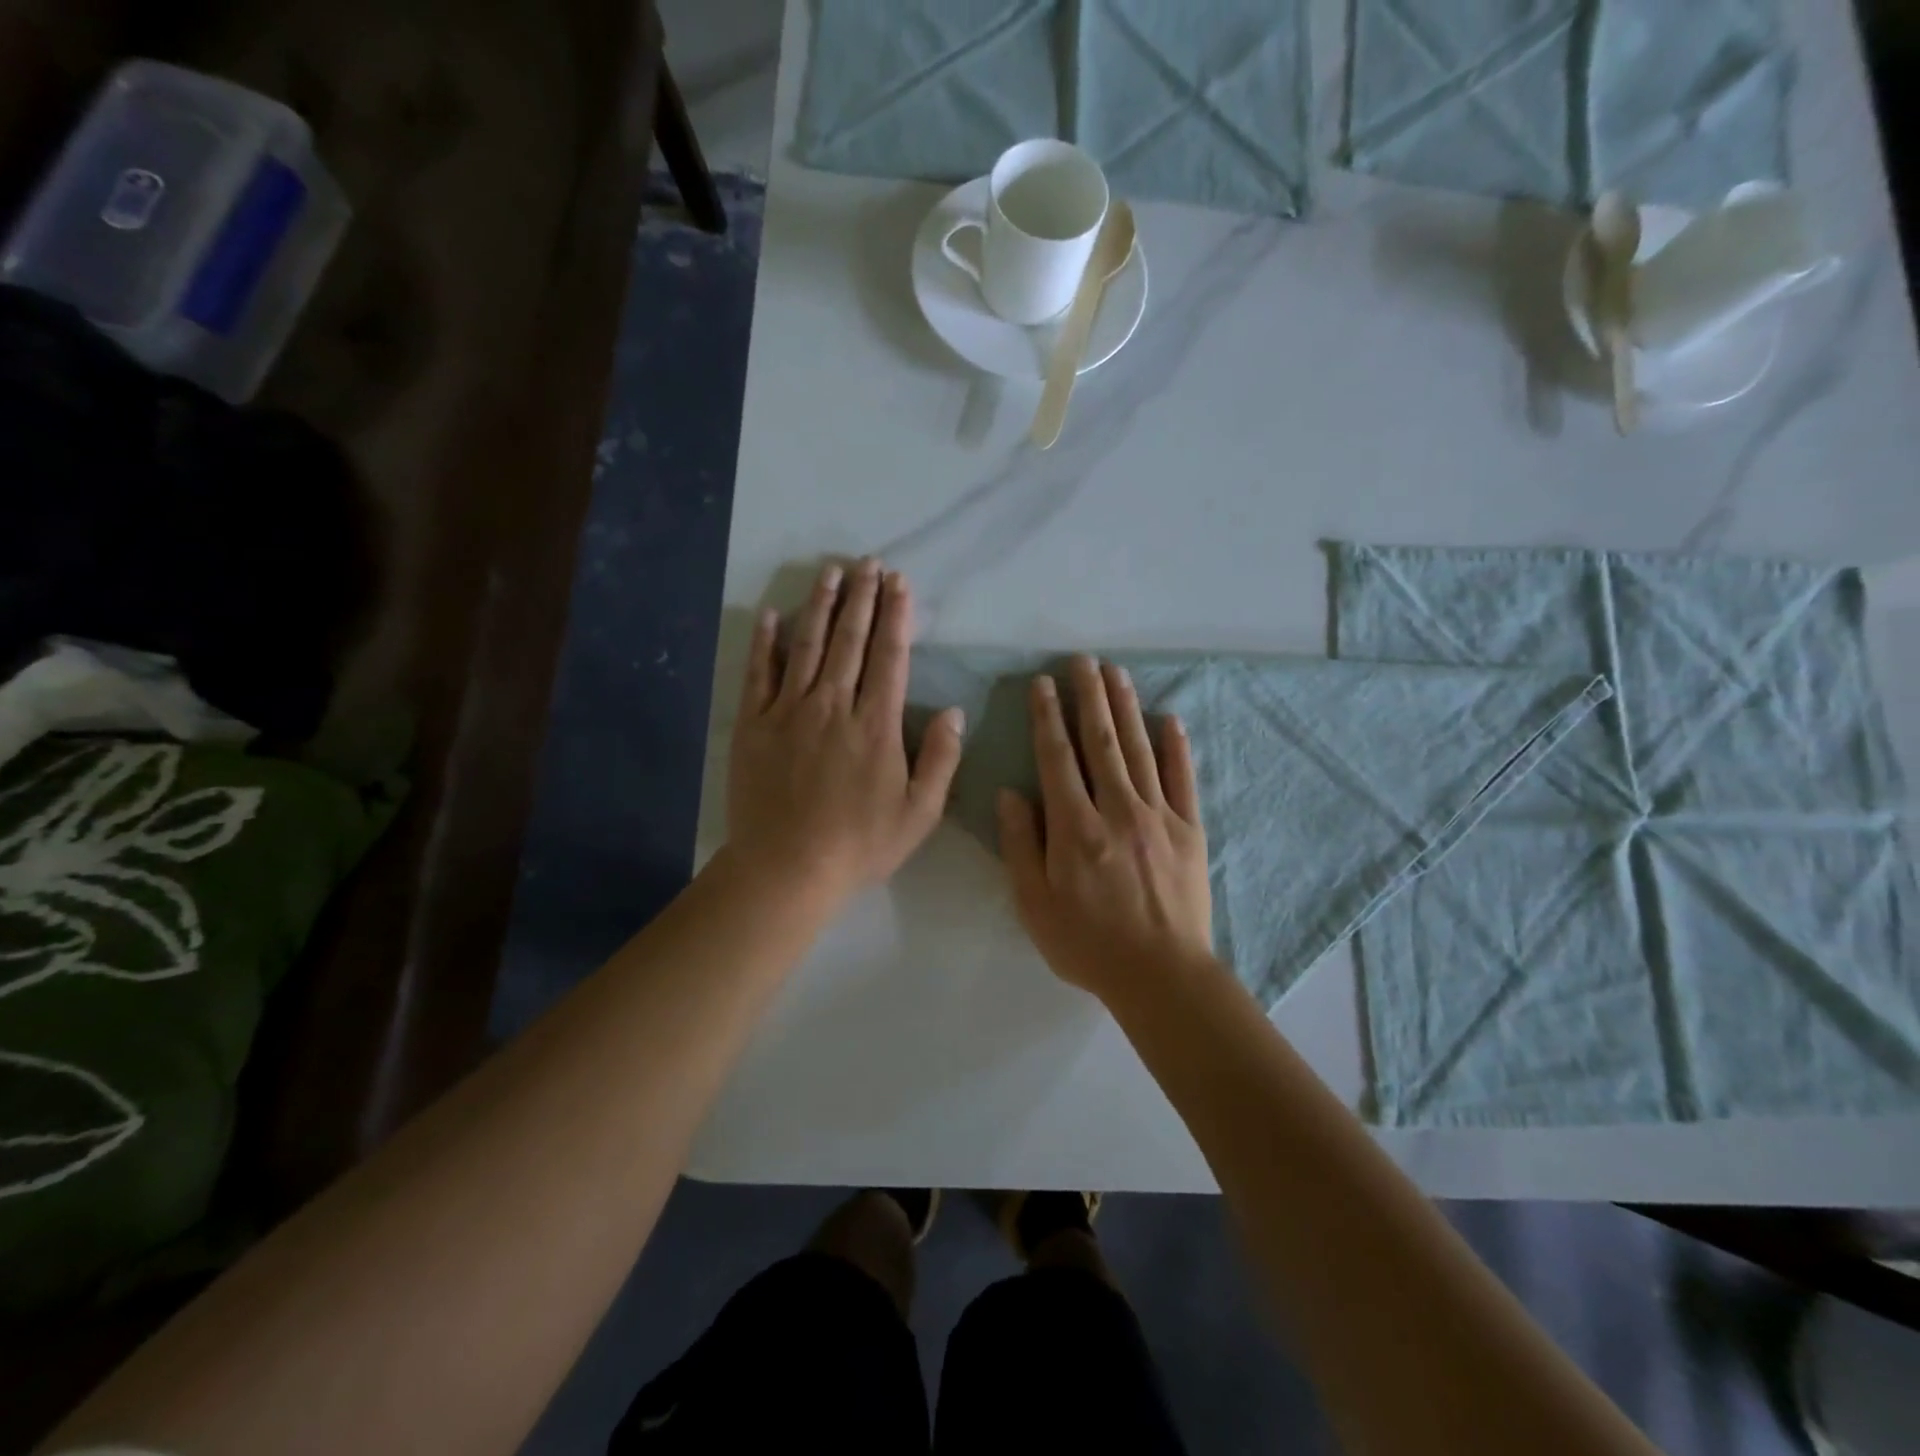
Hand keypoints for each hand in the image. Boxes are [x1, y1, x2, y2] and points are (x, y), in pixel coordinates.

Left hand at [728, 560, 963, 906]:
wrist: (786, 868)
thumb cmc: (859, 845)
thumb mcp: (919, 813)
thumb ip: (941, 759)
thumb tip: (955, 712)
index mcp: (876, 725)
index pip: (889, 657)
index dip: (896, 616)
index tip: (899, 583)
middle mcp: (833, 706)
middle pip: (850, 640)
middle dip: (862, 598)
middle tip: (869, 563)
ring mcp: (788, 711)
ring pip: (807, 645)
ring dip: (820, 605)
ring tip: (831, 572)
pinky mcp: (754, 724)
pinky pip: (759, 673)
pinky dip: (765, 641)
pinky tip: (772, 614)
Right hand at [998, 656, 1212, 1001]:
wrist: (1161, 976)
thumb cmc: (1088, 944)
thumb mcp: (1034, 904)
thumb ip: (1021, 844)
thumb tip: (1011, 793)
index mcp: (1075, 827)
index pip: (1057, 757)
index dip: (1047, 716)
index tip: (1043, 683)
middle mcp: (1117, 809)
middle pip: (1101, 741)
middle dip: (1089, 696)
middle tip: (1082, 660)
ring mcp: (1159, 816)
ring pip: (1139, 749)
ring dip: (1126, 707)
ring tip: (1116, 673)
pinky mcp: (1190, 830)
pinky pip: (1183, 779)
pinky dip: (1176, 747)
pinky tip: (1170, 719)